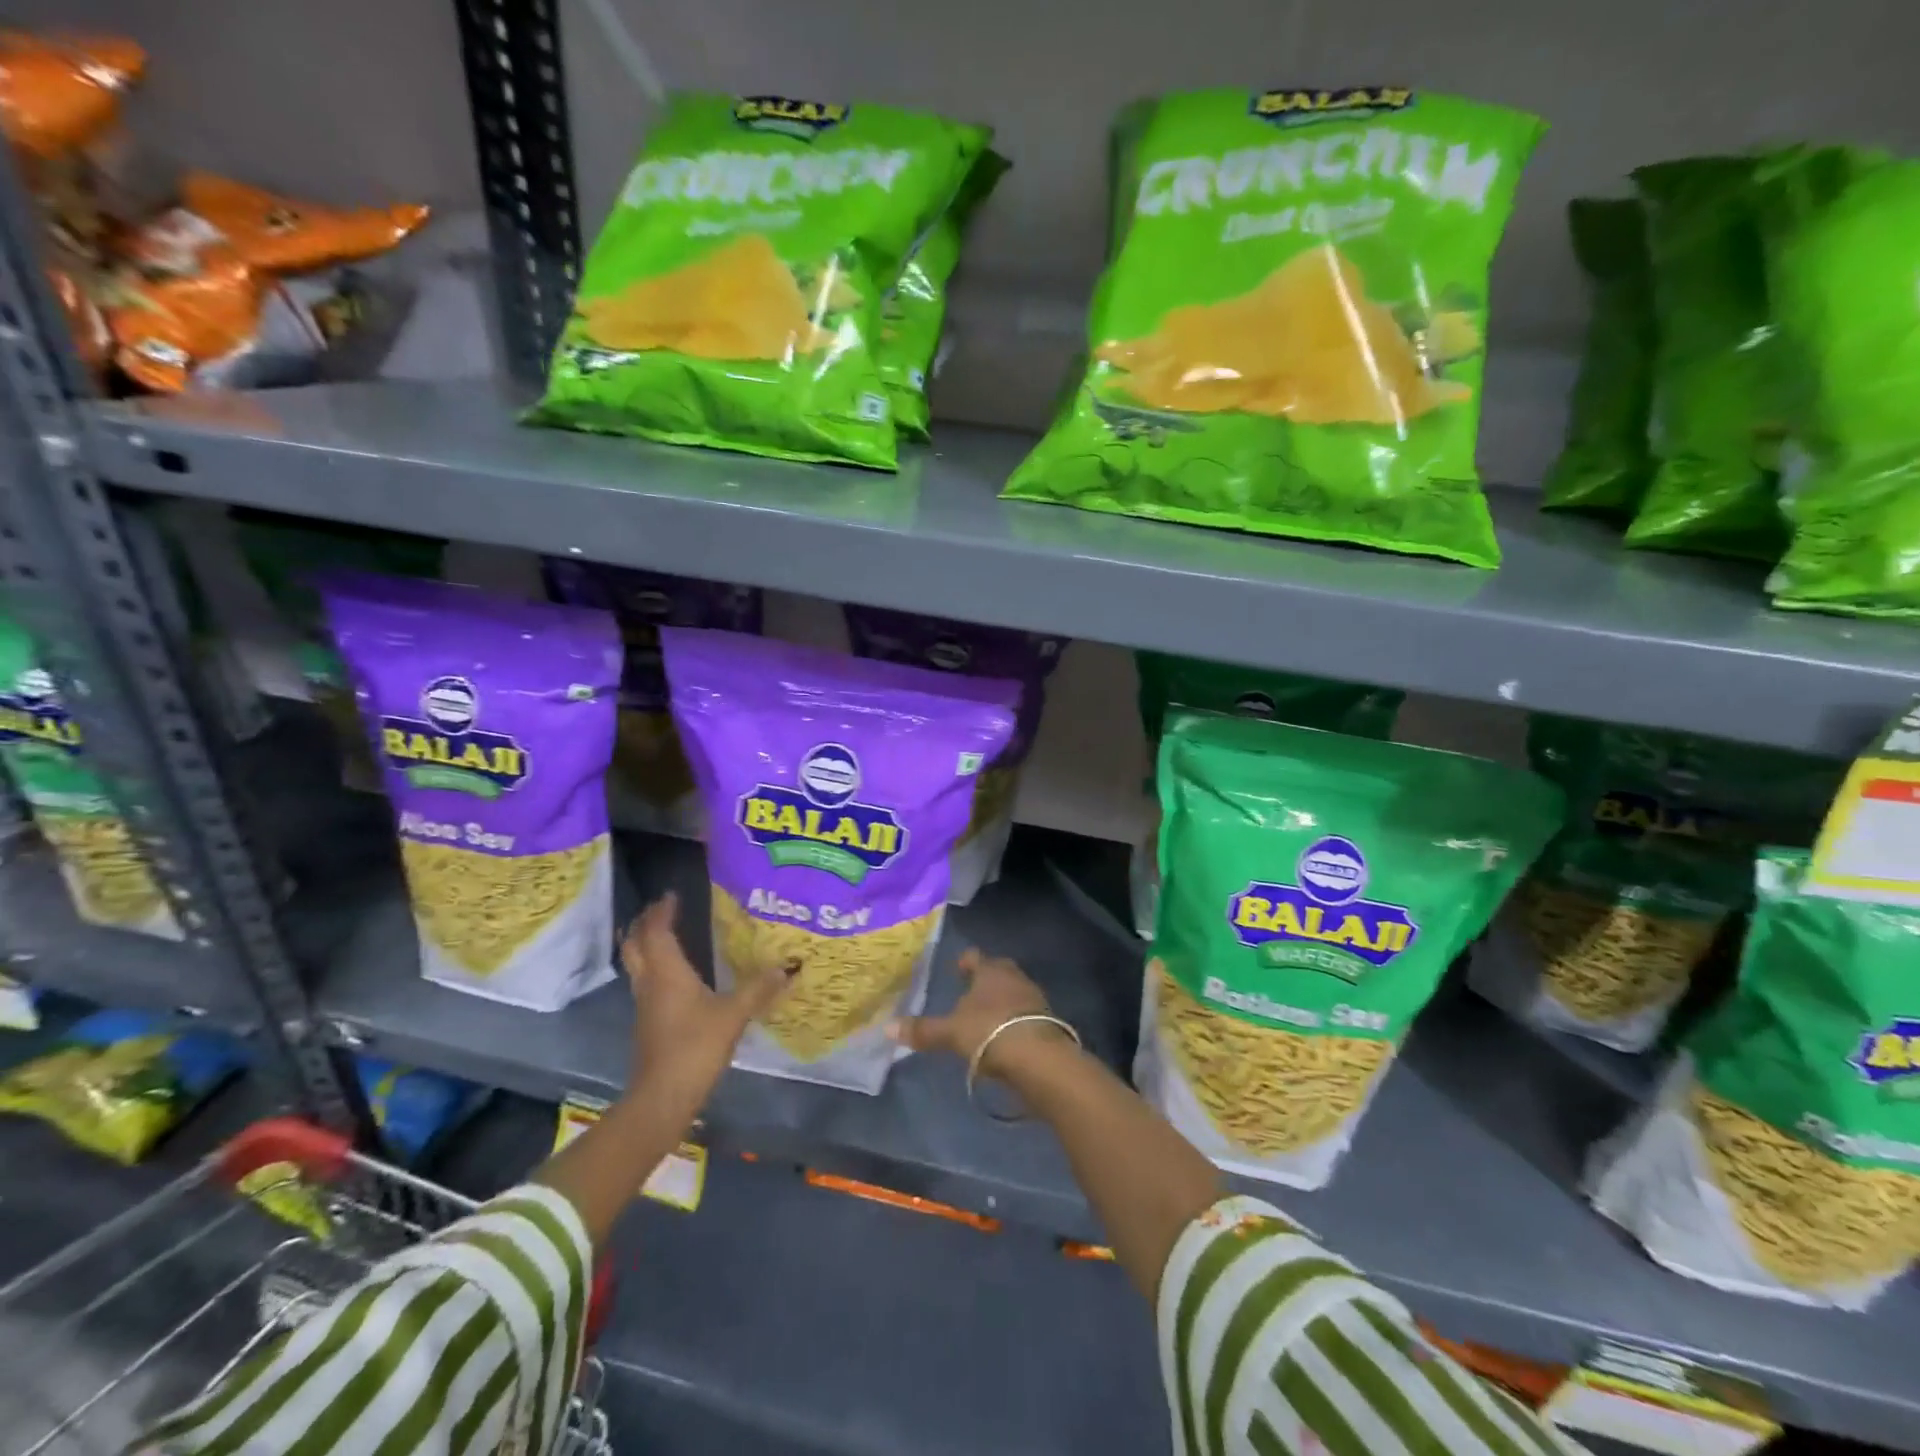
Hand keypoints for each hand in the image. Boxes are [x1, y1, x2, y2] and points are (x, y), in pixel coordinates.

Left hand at [622, 892, 791, 1105]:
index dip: (662, 911)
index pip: (657, 931)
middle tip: (662, 909)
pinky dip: (654, 965)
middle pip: (635, 944)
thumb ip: (758, 989)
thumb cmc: (695, 1047)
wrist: (662, 1097)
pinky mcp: (648, 1022)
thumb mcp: (733, 1015)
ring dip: (645, 944)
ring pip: (637, 963)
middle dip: (645, 923)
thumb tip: (787, 967)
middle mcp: (650, 982)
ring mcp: (645, 1004)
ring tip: (665, 933)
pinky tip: (674, 973)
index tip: (672, 894)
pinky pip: (645, 981)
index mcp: (667, 972)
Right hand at [889, 948, 1072, 1078]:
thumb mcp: (951, 1033)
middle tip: (972, 991)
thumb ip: (923, 1030)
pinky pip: (1026, 1014)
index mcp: (990, 970)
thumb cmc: (989, 1032)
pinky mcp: (1048, 1021)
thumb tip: (888, 1027)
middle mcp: (1014, 977)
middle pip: (999, 971)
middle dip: (987, 979)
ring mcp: (1034, 997)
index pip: (974, 956)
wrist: (1038, 1057)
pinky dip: (1015, 1020)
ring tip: (987, 1016)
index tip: (958, 967)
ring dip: (1003, 1000)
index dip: (965, 961)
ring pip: (1014, 991)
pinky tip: (1005, 1035)